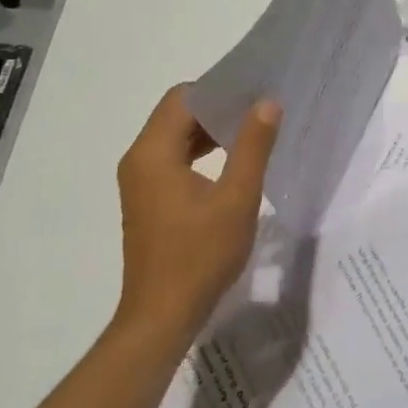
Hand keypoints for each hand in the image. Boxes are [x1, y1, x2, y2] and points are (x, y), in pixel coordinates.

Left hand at [113, 86, 280, 343]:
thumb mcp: (237, 198)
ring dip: (211, 131)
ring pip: (176, 137)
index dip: (219, 89)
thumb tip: (267, 102)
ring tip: (253, 131)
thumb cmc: (200, 255)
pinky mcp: (149, 200)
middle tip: (261, 108)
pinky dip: (201, 153)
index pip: (183, 98)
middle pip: (177, 115)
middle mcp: (139, 160)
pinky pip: (174, 159)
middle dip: (219, 108)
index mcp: (153, 153)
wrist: (162, 317)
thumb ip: (253, 146)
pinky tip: (233, 163)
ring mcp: (140, 182)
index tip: (255, 91)